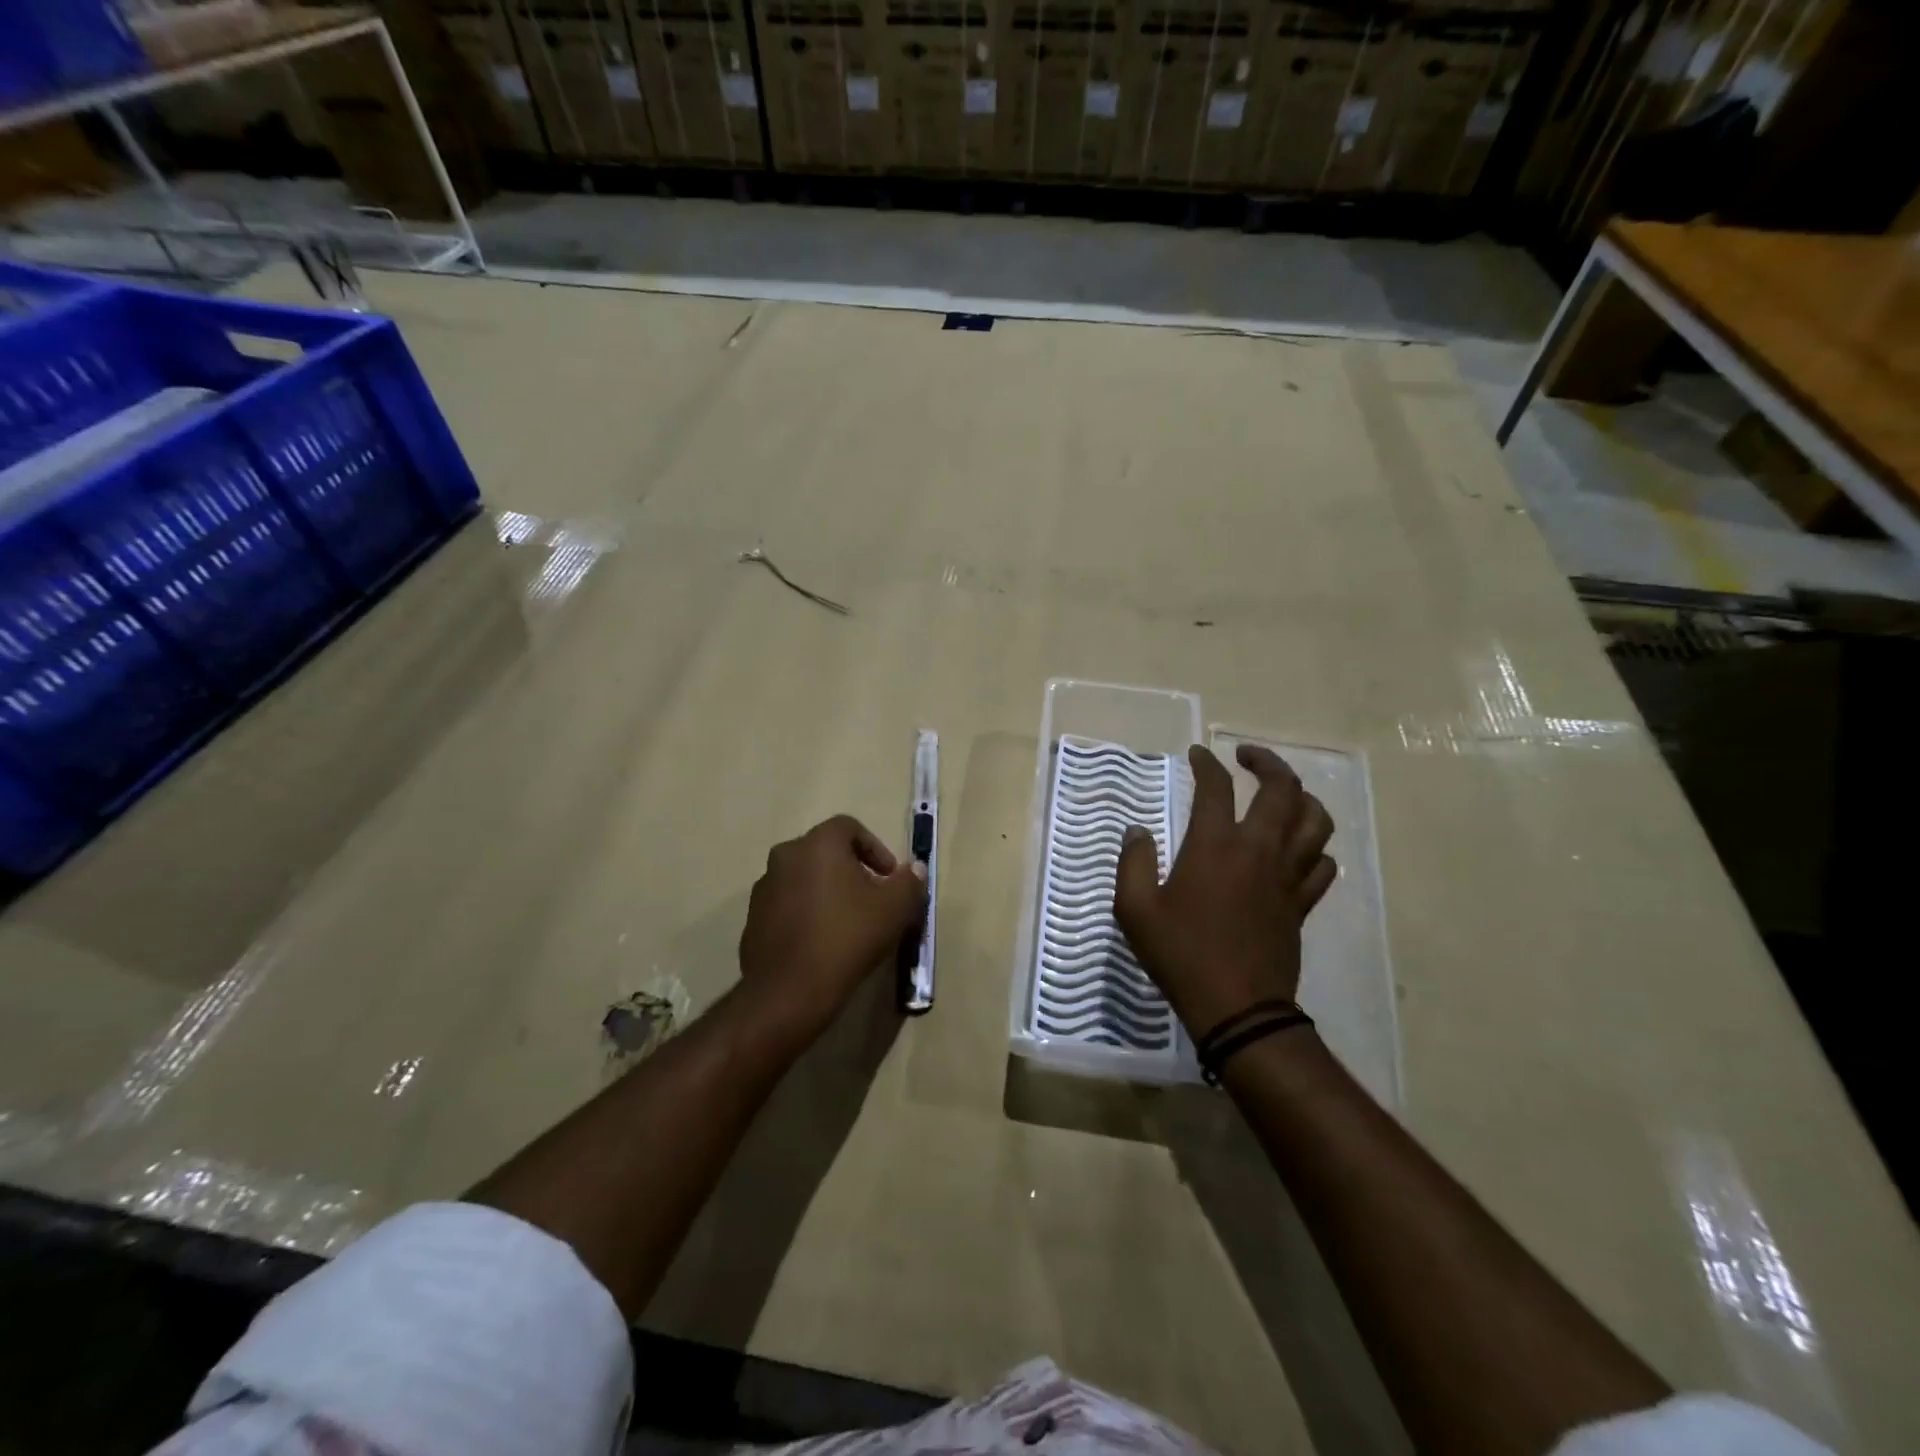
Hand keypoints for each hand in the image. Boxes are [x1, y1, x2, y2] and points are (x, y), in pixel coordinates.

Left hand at [739, 815, 927, 1041]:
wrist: (789, 990)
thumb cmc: (847, 937)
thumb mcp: (894, 909)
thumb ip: (909, 882)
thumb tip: (914, 870)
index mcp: (818, 844)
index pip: (849, 827)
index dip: (875, 848)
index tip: (889, 878)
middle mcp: (786, 856)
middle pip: (825, 852)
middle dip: (852, 870)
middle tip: (872, 899)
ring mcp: (764, 887)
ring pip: (804, 878)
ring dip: (827, 891)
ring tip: (847, 923)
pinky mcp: (753, 918)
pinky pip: (787, 905)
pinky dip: (806, 913)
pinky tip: (821, 942)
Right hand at [1114, 744, 1336, 1038]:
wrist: (1237, 1008)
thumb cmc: (1181, 954)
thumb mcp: (1135, 910)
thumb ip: (1133, 863)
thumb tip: (1137, 832)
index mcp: (1215, 846)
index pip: (1217, 787)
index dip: (1207, 763)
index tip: (1197, 754)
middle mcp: (1259, 850)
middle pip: (1282, 789)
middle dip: (1267, 762)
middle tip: (1247, 756)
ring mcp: (1287, 876)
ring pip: (1315, 820)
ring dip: (1302, 797)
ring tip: (1283, 793)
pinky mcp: (1302, 903)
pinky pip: (1323, 863)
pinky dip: (1316, 846)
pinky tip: (1300, 847)